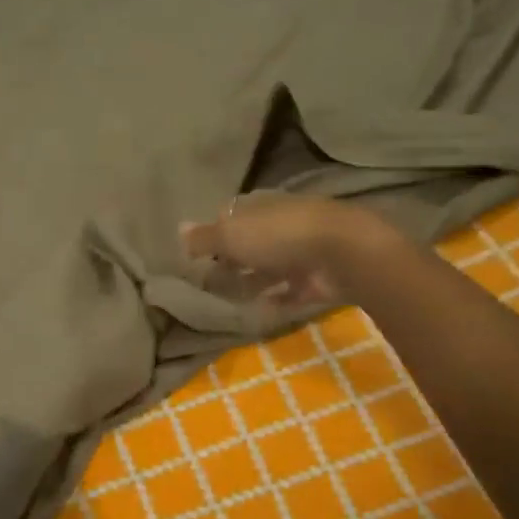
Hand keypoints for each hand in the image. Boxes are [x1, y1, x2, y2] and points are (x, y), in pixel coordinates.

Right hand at [180, 193, 394, 305]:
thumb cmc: (278, 235)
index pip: (233, 216)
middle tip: (209, 281)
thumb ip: (204, 237)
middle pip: (251, 243)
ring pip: (270, 267)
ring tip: (228, 301)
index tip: (198, 254)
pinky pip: (291, 291)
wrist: (341, 252)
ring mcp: (302, 252)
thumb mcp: (231, 235)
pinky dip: (275, 300)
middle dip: (232, 260)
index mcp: (261, 206)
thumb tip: (177, 229)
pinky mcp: (317, 279)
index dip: (215, 232)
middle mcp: (281, 224)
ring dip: (251, 282)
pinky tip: (258, 312)